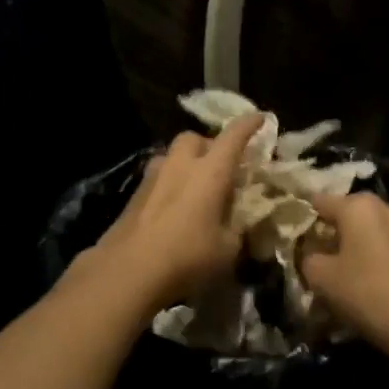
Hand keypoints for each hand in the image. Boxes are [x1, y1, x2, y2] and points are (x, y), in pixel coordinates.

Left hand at [82, 113, 265, 312]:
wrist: (129, 270)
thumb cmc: (187, 256)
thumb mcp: (228, 249)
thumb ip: (237, 229)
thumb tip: (237, 224)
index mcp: (211, 171)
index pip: (233, 136)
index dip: (249, 125)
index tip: (260, 118)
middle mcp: (181, 164)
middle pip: (195, 138)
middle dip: (210, 145)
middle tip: (221, 167)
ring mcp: (153, 176)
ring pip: (173, 155)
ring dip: (187, 163)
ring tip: (196, 187)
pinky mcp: (135, 194)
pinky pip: (159, 176)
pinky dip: (171, 183)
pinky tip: (174, 207)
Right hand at [300, 192, 388, 358]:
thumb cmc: (364, 291)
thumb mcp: (321, 277)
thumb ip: (307, 258)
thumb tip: (310, 254)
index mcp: (356, 205)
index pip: (318, 201)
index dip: (301, 216)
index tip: (289, 235)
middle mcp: (380, 208)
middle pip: (343, 213)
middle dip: (326, 231)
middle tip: (310, 254)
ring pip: (362, 230)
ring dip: (347, 245)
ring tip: (332, 270)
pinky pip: (379, 244)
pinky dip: (365, 255)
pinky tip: (357, 279)